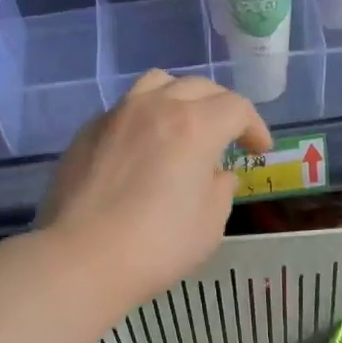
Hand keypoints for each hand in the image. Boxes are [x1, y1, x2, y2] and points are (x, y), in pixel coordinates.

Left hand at [41, 71, 271, 305]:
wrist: (83, 258)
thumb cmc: (158, 246)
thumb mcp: (209, 224)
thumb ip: (221, 190)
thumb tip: (217, 174)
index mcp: (195, 126)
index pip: (236, 108)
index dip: (255, 126)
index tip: (258, 150)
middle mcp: (156, 107)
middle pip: (198, 87)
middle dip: (221, 107)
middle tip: (228, 136)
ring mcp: (116, 115)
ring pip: (156, 84)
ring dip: (179, 98)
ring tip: (183, 125)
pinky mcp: (87, 132)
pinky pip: (124, 109)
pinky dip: (144, 117)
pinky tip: (142, 147)